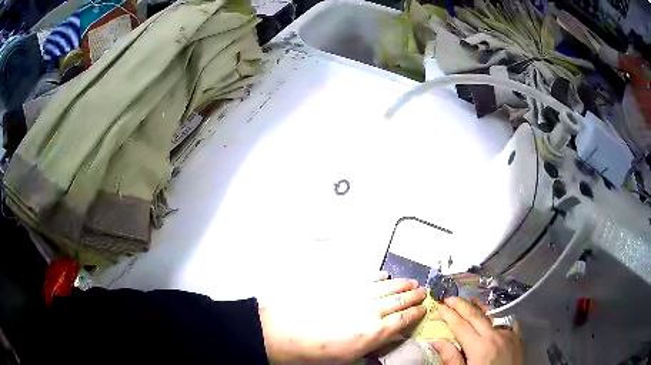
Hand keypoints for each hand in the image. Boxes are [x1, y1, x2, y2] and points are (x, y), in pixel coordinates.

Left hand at [259, 272, 426, 363]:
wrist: (288, 332)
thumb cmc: (318, 351)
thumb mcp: (352, 357)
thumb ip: (375, 345)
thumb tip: (391, 337)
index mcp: (375, 331)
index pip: (404, 319)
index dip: (416, 313)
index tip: (423, 308)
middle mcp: (372, 311)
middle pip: (400, 300)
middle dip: (414, 295)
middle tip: (423, 291)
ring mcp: (358, 296)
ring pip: (388, 287)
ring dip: (402, 283)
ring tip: (412, 281)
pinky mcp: (344, 287)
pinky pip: (367, 279)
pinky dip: (378, 277)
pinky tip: (384, 276)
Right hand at [431, 297, 522, 364]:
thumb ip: (451, 359)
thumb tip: (437, 342)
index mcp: (479, 347)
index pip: (461, 326)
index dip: (449, 315)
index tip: (439, 307)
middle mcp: (495, 336)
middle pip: (476, 316)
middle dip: (461, 305)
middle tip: (449, 298)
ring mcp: (509, 334)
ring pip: (493, 314)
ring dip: (479, 306)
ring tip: (469, 300)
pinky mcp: (518, 337)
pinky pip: (508, 320)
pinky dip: (498, 314)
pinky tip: (494, 313)